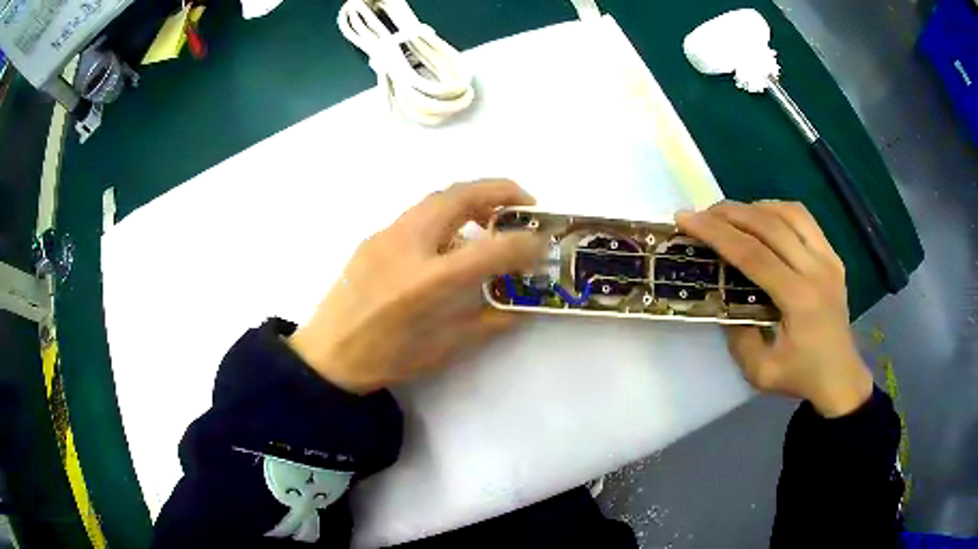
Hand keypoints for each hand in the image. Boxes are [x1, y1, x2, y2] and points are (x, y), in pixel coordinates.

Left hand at [288, 180, 546, 393]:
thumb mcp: (443, 349)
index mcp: (428, 282)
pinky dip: (445, 214)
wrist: (327, 354)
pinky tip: (449, 239)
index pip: (491, 248)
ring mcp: (386, 235)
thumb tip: (517, 309)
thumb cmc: (386, 358)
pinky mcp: (373, 237)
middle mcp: (408, 246)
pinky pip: (417, 213)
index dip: (525, 242)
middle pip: (459, 196)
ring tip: (489, 217)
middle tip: (523, 203)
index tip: (542, 242)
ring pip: (436, 198)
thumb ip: (486, 323)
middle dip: (499, 191)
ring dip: (470, 198)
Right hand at [676, 201, 872, 417]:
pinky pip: (805, 220)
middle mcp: (816, 270)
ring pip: (789, 213)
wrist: (840, 377)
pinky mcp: (834, 257)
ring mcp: (828, 260)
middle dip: (730, 213)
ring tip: (731, 215)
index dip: (717, 233)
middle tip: (702, 214)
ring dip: (755, 208)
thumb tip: (725, 300)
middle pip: (769, 225)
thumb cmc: (800, 377)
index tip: (686, 219)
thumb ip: (738, 336)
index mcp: (799, 299)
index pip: (753, 254)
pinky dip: (779, 212)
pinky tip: (763, 219)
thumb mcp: (759, 372)